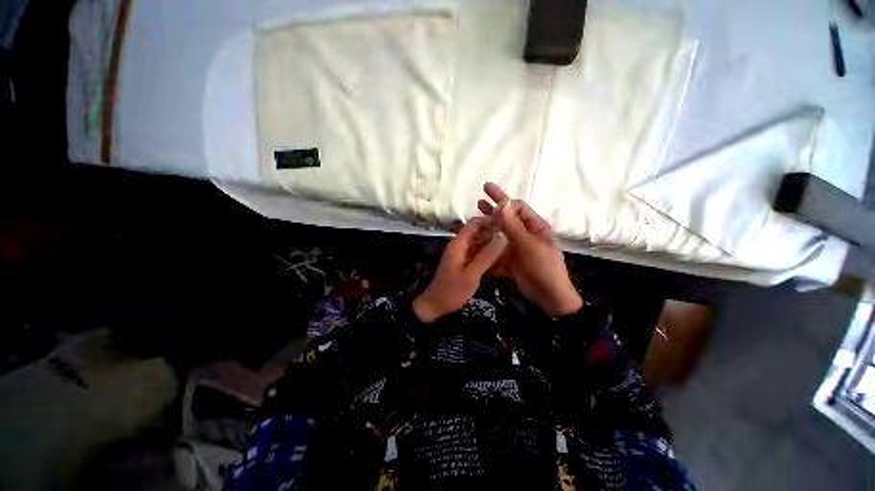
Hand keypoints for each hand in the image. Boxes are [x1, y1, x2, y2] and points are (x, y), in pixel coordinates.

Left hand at [413, 217, 505, 323]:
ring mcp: (462, 254)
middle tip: (513, 236)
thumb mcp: (471, 274)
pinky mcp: (464, 263)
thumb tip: (503, 236)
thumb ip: (487, 255)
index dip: (489, 221)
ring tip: (511, 245)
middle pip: (477, 232)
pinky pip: (478, 253)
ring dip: (492, 243)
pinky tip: (501, 257)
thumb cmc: (452, 290)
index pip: (474, 224)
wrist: (436, 305)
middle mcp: (459, 246)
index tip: (507, 223)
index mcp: (458, 244)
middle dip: (494, 232)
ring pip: (479, 243)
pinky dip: (488, 253)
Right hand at [477, 183, 582, 317]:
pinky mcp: (510, 259)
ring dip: (489, 227)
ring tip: (475, 219)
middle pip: (507, 219)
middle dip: (494, 209)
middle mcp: (525, 234)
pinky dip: (489, 246)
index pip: (518, 208)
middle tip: (479, 200)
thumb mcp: (529, 245)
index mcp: (535, 227)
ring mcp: (517, 247)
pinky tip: (477, 243)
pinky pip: (497, 249)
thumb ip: (514, 226)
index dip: (503, 200)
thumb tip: (504, 202)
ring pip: (500, 234)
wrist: (548, 297)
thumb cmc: (544, 268)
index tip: (488, 194)